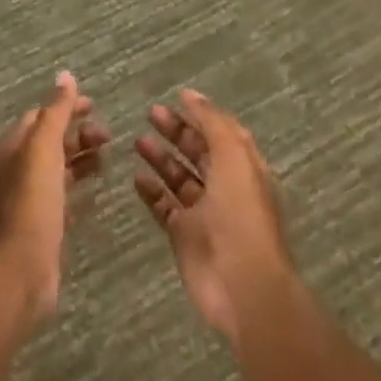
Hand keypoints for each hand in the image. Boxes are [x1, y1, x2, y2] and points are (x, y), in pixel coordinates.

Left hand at [0, 72, 109, 328]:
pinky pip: (65, 197)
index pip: (41, 115)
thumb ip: (56, 112)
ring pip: (60, 168)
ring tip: (108, 158)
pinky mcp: (45, 224)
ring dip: (82, 158)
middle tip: (108, 135)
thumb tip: (65, 75)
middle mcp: (20, 168)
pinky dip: (81, 187)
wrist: (20, 269)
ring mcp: (32, 198)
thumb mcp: (43, 148)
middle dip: (78, 133)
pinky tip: (99, 189)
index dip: (66, 107)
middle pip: (52, 140)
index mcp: (14, 147)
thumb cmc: (31, 202)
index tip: (95, 106)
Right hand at [134, 89, 296, 349]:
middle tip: (150, 114)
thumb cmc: (241, 214)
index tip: (176, 97)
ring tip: (138, 141)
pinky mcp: (184, 236)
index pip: (221, 133)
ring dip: (161, 158)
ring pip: (179, 178)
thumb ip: (212, 123)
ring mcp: (204, 213)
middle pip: (198, 152)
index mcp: (244, 167)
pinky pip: (164, 206)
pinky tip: (136, 176)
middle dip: (177, 131)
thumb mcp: (233, 157)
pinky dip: (151, 191)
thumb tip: (191, 95)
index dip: (201, 115)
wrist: (242, 285)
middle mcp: (225, 187)